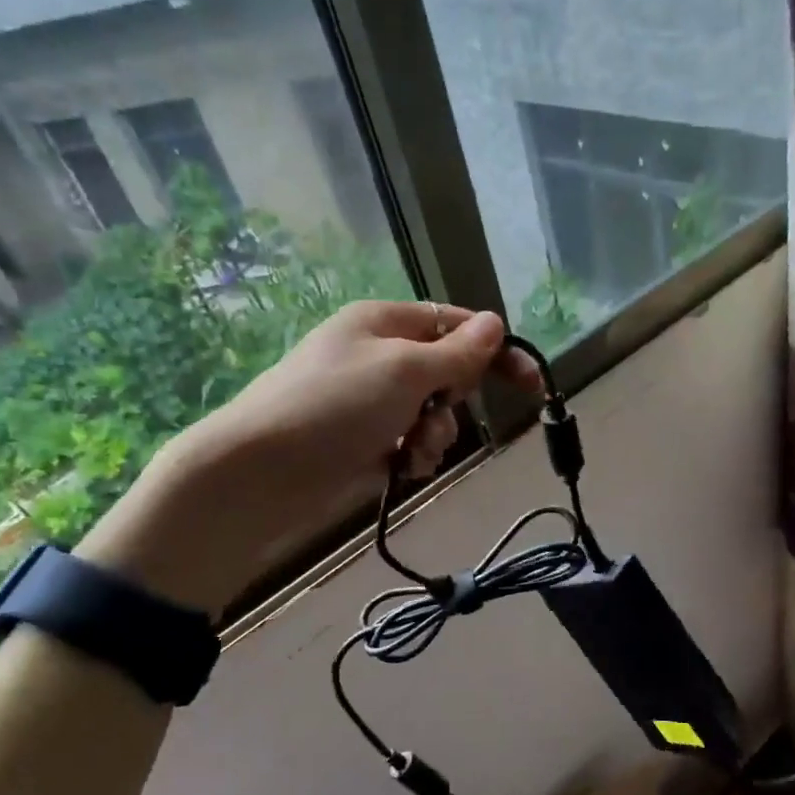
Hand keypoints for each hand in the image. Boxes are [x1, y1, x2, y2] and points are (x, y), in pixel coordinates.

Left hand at [175, 298, 539, 497]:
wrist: (263, 472)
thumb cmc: (336, 405)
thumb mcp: (405, 370)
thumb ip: (456, 352)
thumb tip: (494, 322)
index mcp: (384, 323)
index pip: (455, 325)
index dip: (495, 350)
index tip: (531, 382)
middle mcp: (379, 356)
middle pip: (447, 372)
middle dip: (453, 400)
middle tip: (435, 413)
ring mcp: (370, 402)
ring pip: (433, 414)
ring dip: (435, 435)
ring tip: (411, 450)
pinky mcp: (364, 441)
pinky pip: (411, 443)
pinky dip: (414, 456)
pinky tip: (400, 468)